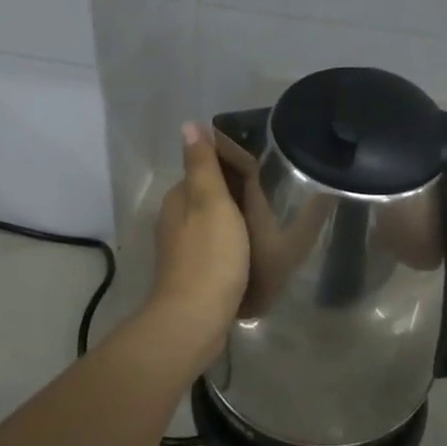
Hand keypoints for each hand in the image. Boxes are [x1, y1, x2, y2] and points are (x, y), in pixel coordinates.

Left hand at [139, 123, 250, 362]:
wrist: (195, 320)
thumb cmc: (209, 256)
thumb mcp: (211, 202)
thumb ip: (202, 165)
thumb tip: (189, 124)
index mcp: (178, 199)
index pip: (204, 170)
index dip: (231, 167)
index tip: (261, 170)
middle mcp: (175, 221)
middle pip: (209, 197)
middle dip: (235, 194)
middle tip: (271, 197)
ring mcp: (182, 250)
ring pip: (213, 224)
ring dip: (235, 221)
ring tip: (267, 224)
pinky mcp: (194, 274)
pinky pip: (216, 248)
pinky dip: (232, 245)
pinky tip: (251, 252)